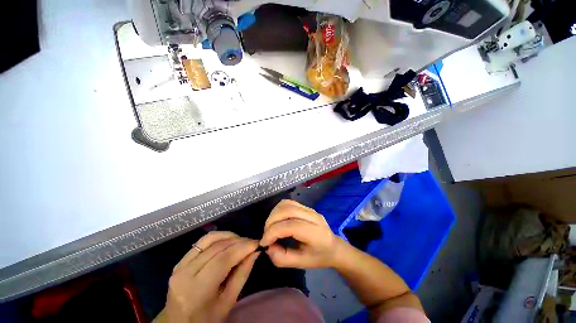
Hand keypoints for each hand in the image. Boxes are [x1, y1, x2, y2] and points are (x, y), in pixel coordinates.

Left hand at [156, 231, 258, 322]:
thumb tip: (255, 252)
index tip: (257, 243)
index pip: (223, 260)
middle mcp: (185, 273)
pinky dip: (219, 237)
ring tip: (241, 241)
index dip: (242, 248)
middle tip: (252, 243)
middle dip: (239, 241)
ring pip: (210, 239)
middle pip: (217, 247)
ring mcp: (180, 265)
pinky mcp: (180, 260)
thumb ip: (242, 274)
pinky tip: (228, 241)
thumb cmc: (206, 319)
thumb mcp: (228, 302)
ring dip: (229, 236)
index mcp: (196, 290)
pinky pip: (202, 241)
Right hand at [260, 199, 341, 268]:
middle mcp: (314, 217)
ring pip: (287, 204)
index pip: (291, 226)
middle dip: (271, 222)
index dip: (274, 232)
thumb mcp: (301, 264)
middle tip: (266, 235)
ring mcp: (310, 209)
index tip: (264, 242)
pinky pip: (288, 203)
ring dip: (274, 214)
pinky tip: (277, 220)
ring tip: (270, 227)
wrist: (333, 247)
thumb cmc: (318, 257)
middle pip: (288, 211)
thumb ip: (282, 258)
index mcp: (316, 234)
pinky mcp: (306, 206)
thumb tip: (268, 247)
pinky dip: (278, 210)